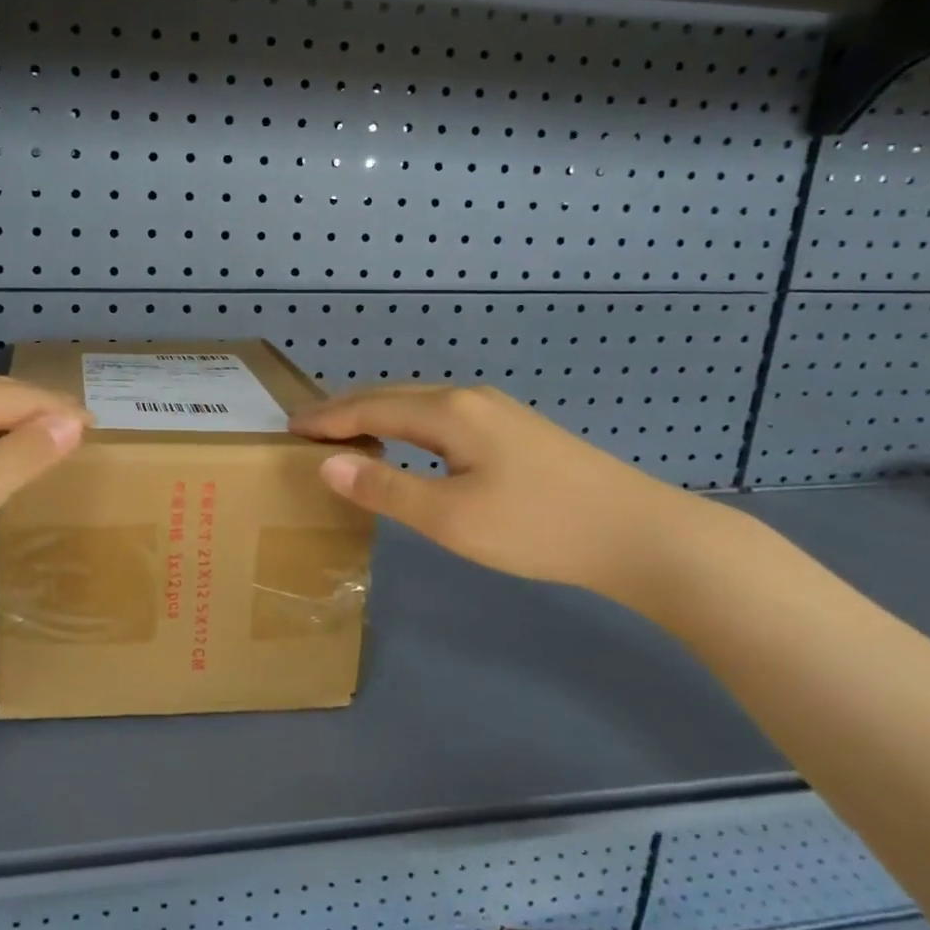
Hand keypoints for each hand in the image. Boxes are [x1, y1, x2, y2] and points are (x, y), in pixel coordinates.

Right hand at [288, 384, 717, 608]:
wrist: (641, 534)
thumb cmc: (537, 527)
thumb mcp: (450, 517)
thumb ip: (386, 488)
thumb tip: (328, 463)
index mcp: (448, 411)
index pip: (370, 406)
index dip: (327, 417)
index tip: (288, 427)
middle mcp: (469, 397)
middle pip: (393, 395)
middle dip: (347, 409)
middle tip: (308, 427)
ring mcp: (497, 410)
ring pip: (420, 404)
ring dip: (378, 414)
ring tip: (347, 433)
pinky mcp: (515, 430)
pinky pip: (442, 416)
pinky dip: (407, 424)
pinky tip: (409, 443)